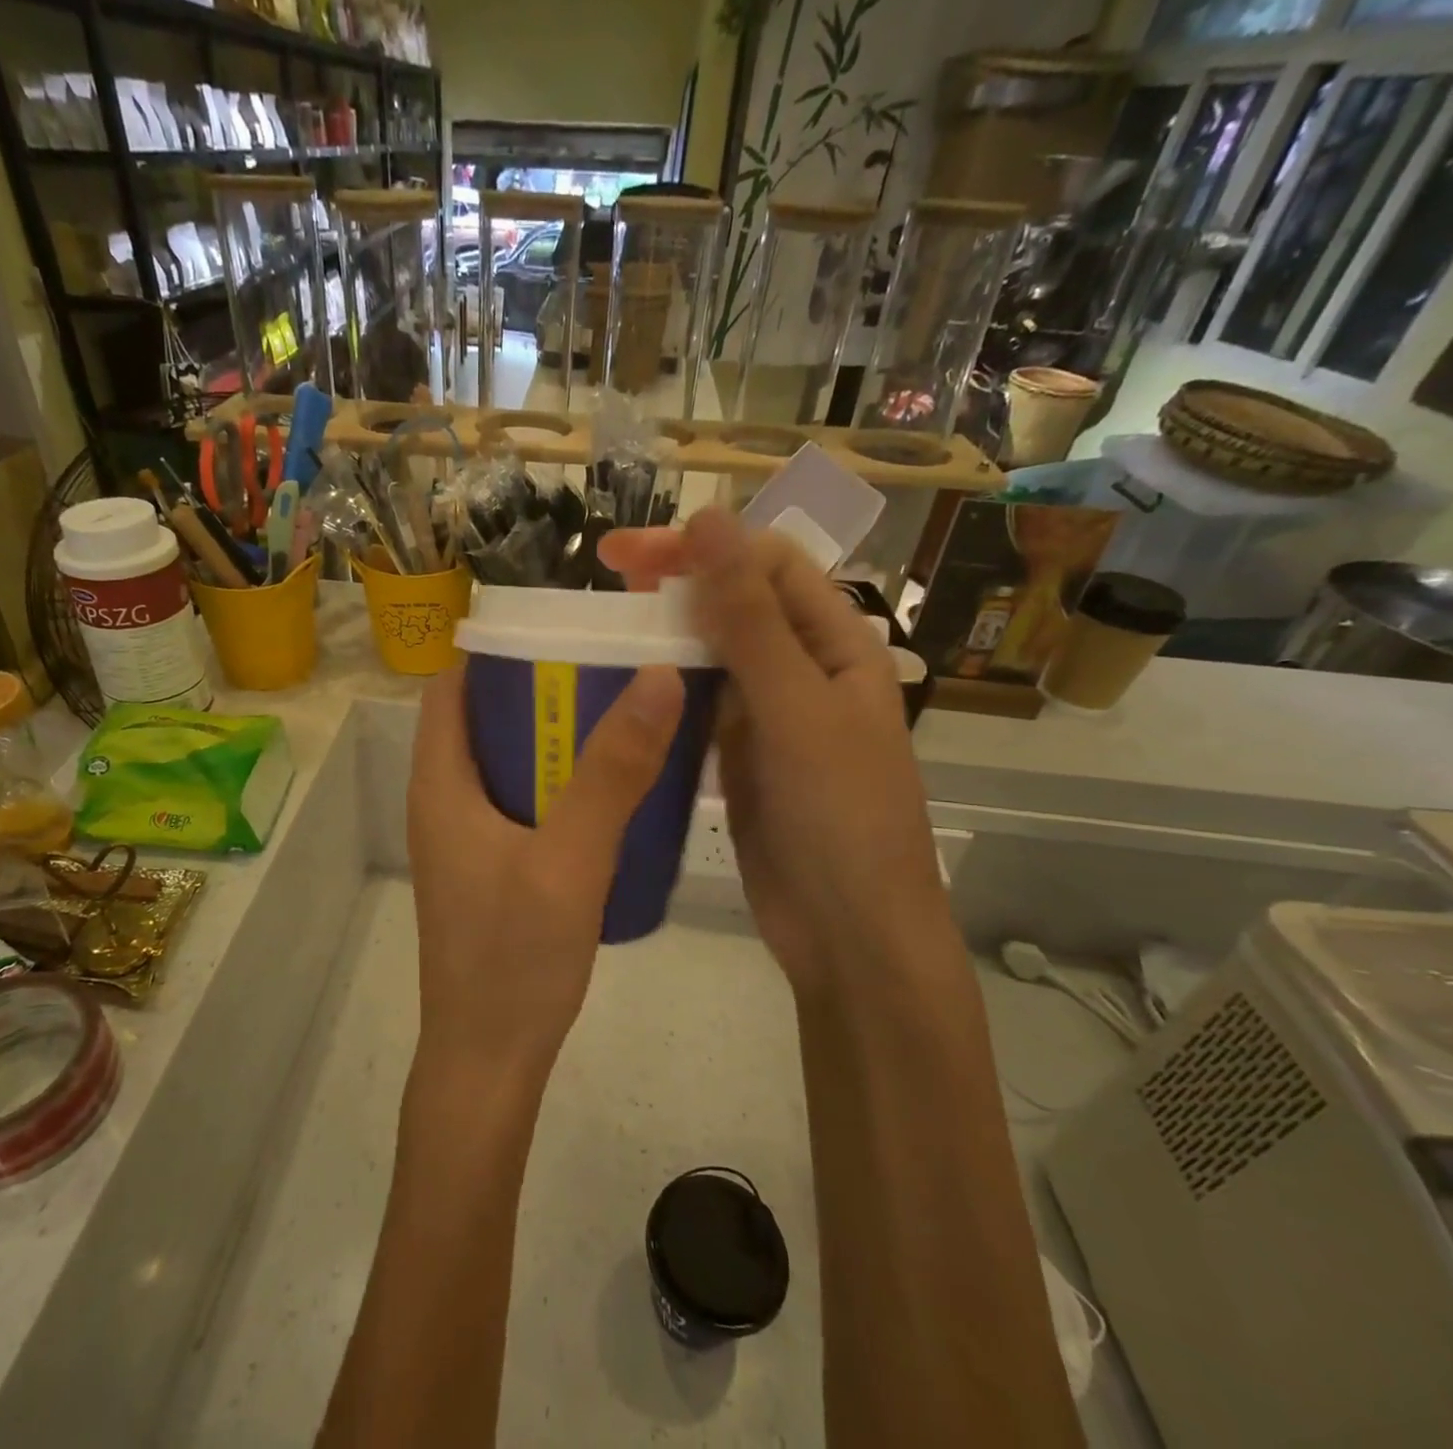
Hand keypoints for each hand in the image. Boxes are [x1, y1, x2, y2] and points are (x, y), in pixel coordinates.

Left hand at [407, 664, 684, 1079]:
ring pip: (508, 761)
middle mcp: (444, 801)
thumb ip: (612, 772)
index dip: (499, 650)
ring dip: (556, 737)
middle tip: (611, 669)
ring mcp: (467, 837)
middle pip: (485, 719)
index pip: (452, 687)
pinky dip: (560, 781)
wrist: (490, 1061)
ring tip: (622, 714)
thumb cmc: (514, 959)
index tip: (565, 629)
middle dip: (541, 689)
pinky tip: (614, 787)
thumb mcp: (570, 859)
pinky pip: (523, 800)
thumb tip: (657, 677)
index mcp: (440, 784)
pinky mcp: (492, 867)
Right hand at [599, 508, 949, 995]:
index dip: (700, 546)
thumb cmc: (838, 816)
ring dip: (666, 631)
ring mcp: (769, 713)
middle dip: (676, 580)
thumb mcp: (795, 709)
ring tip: (605, 624)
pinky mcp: (739, 753)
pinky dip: (666, 686)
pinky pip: (699, 703)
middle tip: (605, 575)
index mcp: (836, 643)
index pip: (765, 563)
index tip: (626, 554)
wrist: (847, 932)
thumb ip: (750, 619)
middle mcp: (803, 667)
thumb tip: (710, 519)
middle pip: (736, 601)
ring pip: (713, 651)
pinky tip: (625, 683)